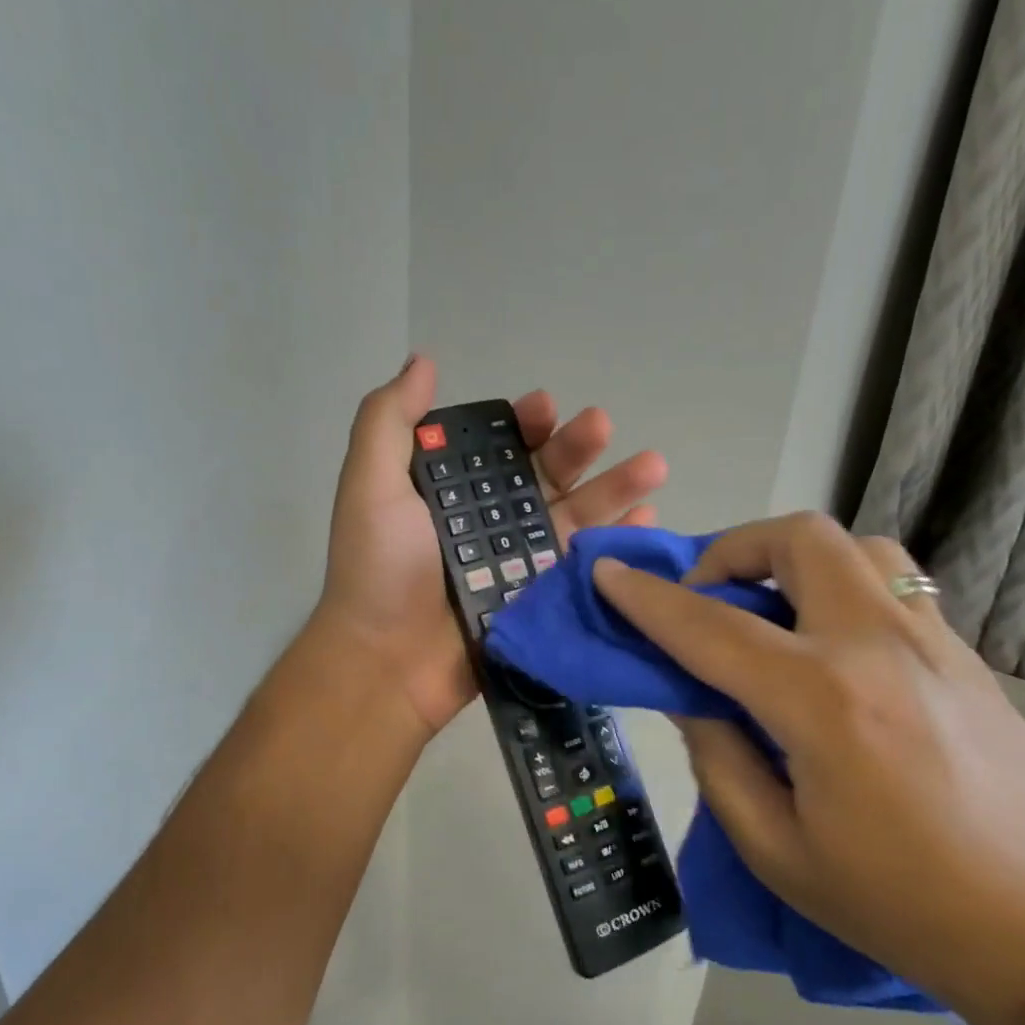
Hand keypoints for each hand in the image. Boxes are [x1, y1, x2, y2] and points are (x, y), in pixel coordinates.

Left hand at [316, 355, 666, 736]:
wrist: (388, 663)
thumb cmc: (379, 570)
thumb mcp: (371, 485)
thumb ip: (390, 421)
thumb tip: (424, 361)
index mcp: (451, 490)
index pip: (497, 445)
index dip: (523, 422)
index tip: (544, 407)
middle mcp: (490, 520)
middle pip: (544, 475)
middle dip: (576, 447)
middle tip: (601, 425)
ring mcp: (519, 561)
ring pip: (575, 515)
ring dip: (614, 487)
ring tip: (653, 466)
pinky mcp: (541, 598)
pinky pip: (584, 565)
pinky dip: (616, 543)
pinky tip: (646, 522)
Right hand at [590, 513, 1024, 1024]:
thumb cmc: (898, 904)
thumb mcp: (776, 848)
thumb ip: (717, 756)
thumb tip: (689, 695)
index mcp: (821, 702)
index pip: (710, 628)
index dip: (647, 598)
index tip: (607, 573)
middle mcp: (876, 646)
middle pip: (797, 540)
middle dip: (731, 549)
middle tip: (706, 599)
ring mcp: (930, 639)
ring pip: (853, 545)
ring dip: (792, 558)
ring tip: (768, 609)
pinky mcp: (961, 650)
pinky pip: (890, 579)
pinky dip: (838, 581)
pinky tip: (825, 637)